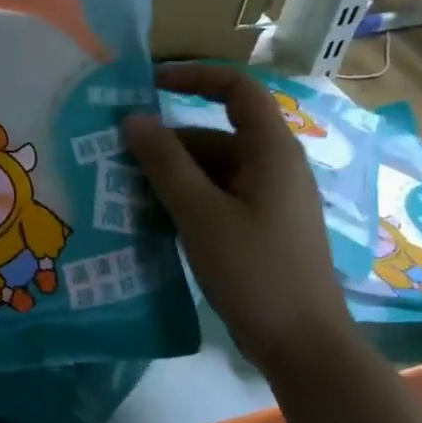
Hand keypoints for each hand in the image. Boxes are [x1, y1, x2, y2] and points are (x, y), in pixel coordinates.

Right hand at [121, 64, 352, 373]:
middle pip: (216, 134)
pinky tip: (153, 220)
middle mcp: (275, 168)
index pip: (237, 90)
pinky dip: (187, 201)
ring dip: (172, 176)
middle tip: (118, 158)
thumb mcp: (201, 215)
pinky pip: (219, 199)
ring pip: (214, 171)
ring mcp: (270, 201)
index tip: (148, 86)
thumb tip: (134, 119)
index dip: (195, 77)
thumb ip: (165, 164)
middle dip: (168, 142)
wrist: (303, 345)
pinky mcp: (261, 230)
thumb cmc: (254, 272)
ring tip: (124, 192)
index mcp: (271, 151)